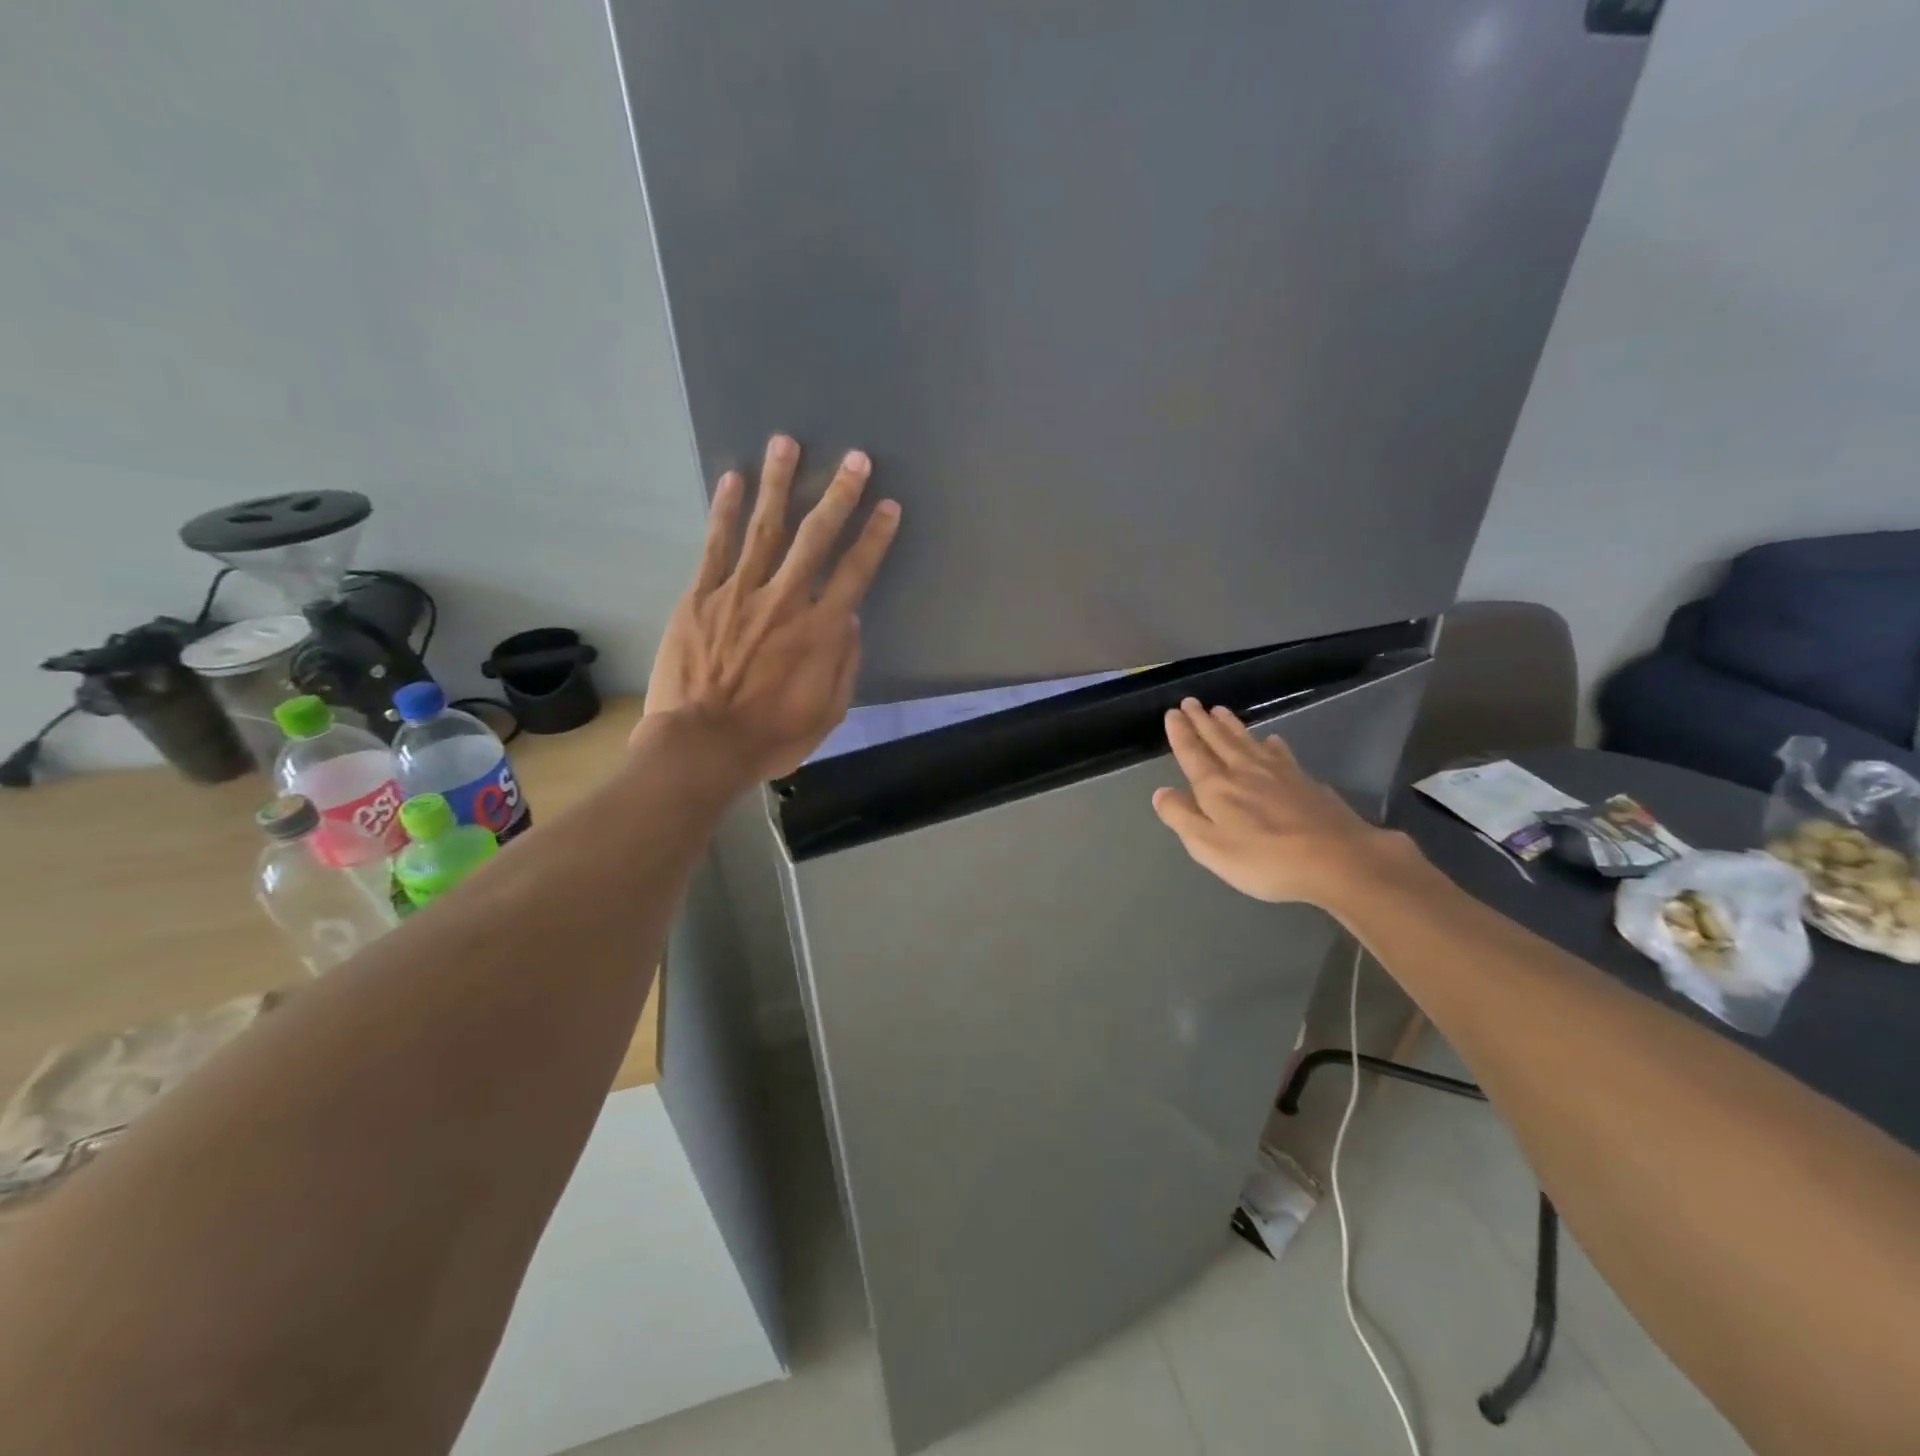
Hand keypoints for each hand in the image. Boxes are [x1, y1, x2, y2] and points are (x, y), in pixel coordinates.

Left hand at [642, 435, 900, 781]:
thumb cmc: (771, 736)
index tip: (888, 505)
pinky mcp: (700, 597)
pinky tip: (731, 479)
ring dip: (778, 484)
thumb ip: (844, 663)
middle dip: (838, 495)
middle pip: (816, 538)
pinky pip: (715, 546)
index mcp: (820, 631)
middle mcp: (785, 601)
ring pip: (764, 528)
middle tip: (854, 458)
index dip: (875, 537)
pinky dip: (723, 511)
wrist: (702, 746)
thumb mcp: (828, 713)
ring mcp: (739, 594)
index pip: (856, 572)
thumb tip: (849, 619)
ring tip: (786, 442)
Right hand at [1150, 698, 1410, 907]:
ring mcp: (1278, 773)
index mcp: (1216, 787)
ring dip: (1231, 725)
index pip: (1192, 753)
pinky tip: (1272, 740)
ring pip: (1248, 740)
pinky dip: (1271, 744)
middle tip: (1191, 702)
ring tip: (1220, 711)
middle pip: (1219, 740)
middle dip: (1202, 721)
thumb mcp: (1209, 847)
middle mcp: (1244, 771)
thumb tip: (1160, 792)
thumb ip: (1181, 817)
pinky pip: (1280, 753)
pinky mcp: (1305, 781)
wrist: (1338, 860)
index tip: (1172, 713)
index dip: (1181, 733)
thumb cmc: (1264, 860)